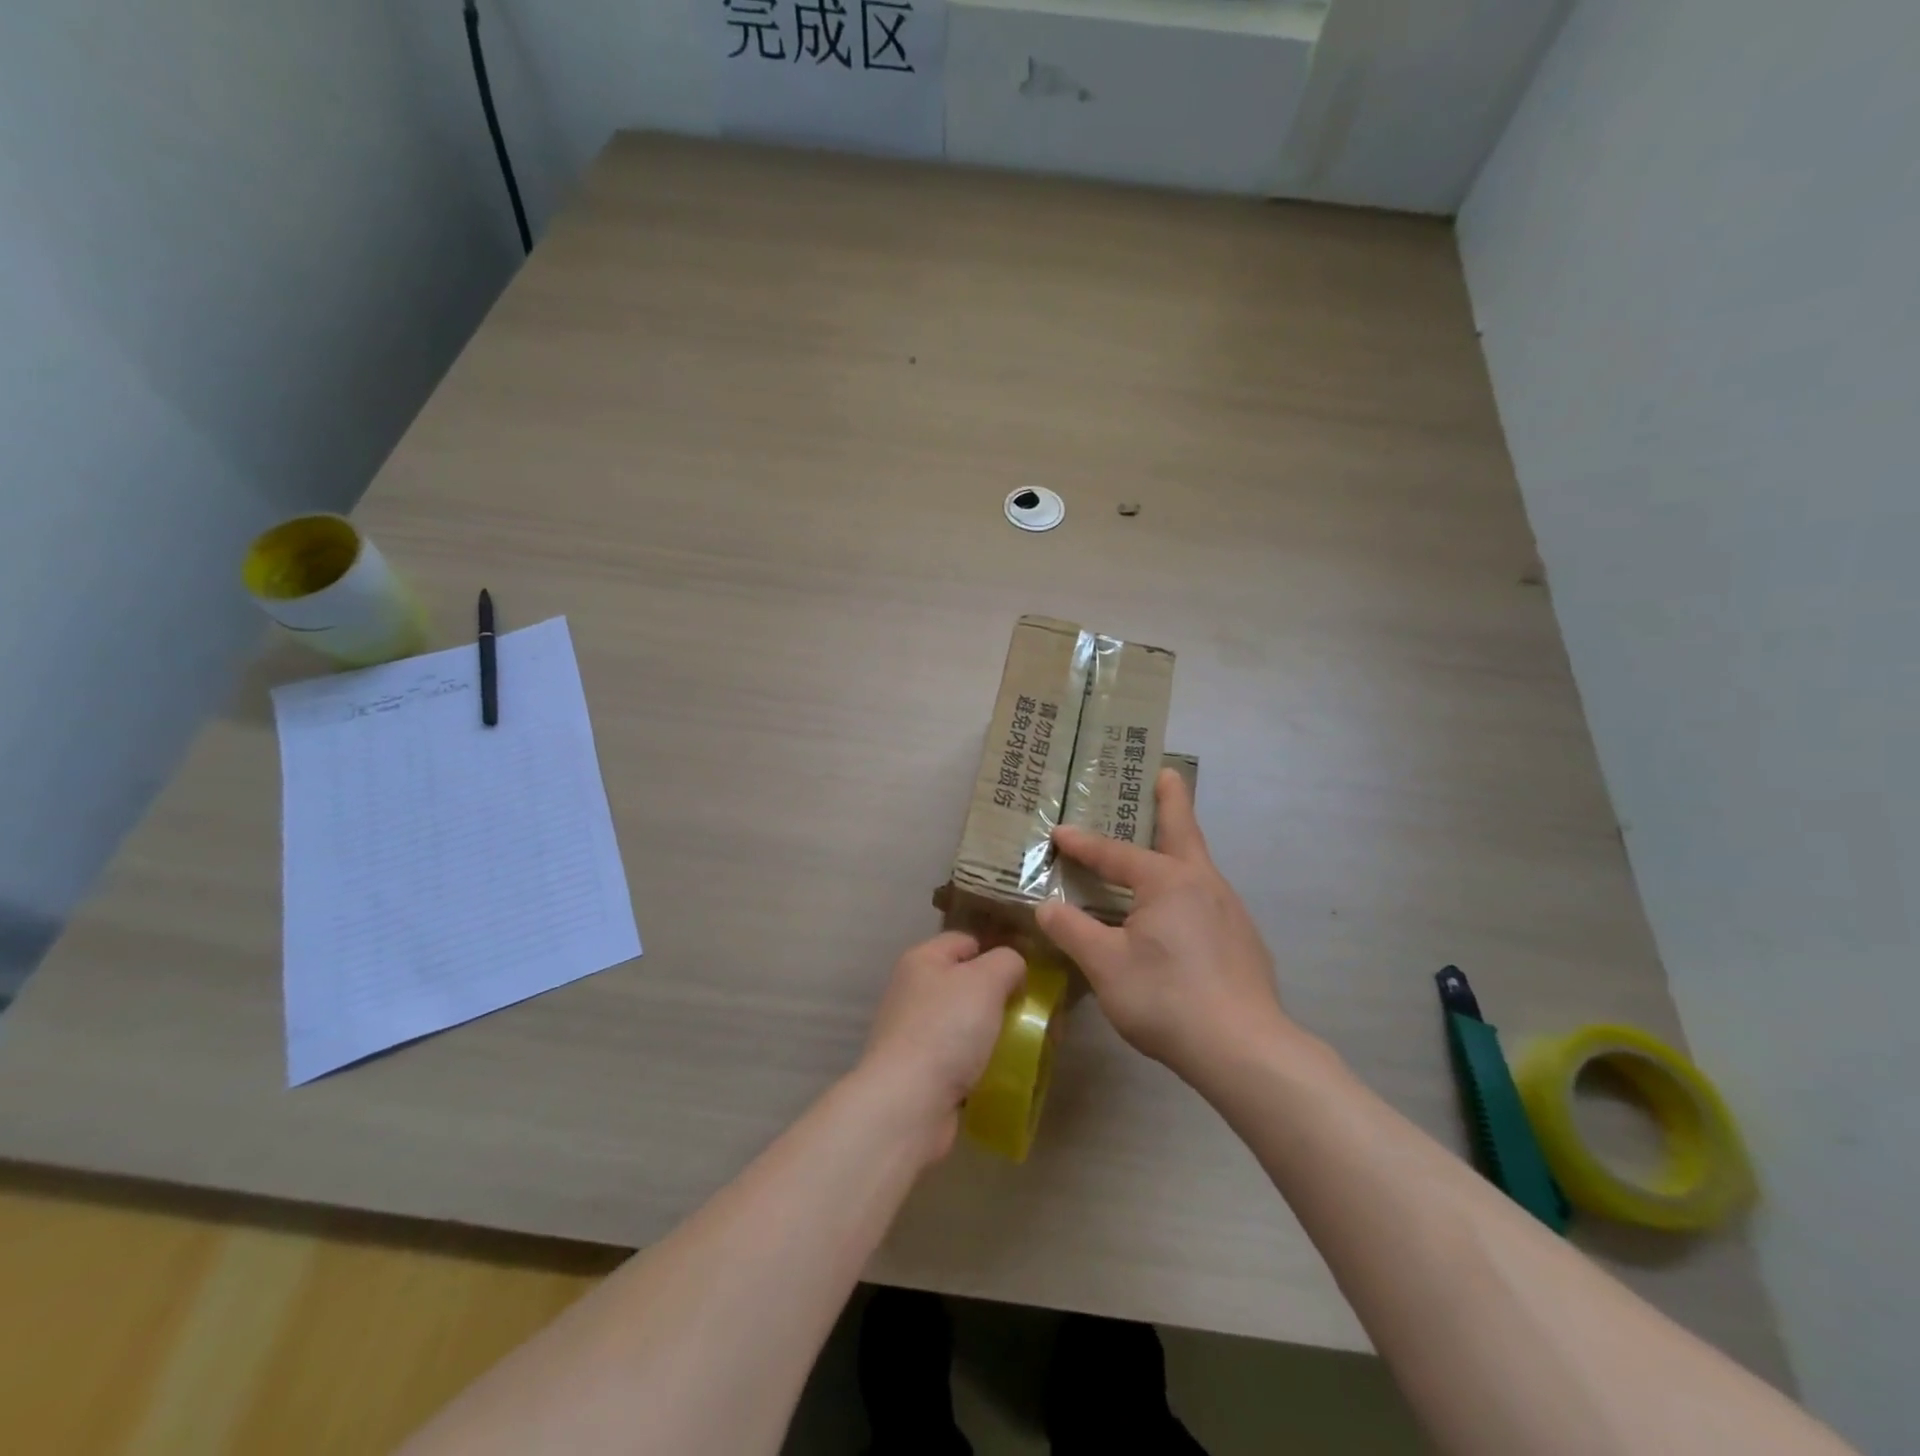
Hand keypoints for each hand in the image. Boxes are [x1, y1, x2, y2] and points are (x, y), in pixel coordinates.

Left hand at [859, 931, 1025, 1157]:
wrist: (909, 1103)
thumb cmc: (947, 1029)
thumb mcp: (986, 980)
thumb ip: (1007, 961)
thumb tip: (1013, 968)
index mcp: (922, 959)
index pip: (966, 940)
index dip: (998, 951)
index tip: (1029, 973)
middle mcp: (914, 991)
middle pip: (968, 983)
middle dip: (1002, 996)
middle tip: (1035, 1012)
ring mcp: (915, 1032)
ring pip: (967, 1022)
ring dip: (995, 1032)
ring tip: (1029, 1043)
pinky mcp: (921, 1071)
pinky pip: (961, 1057)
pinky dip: (982, 1062)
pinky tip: (1005, 1071)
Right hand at [1037, 769, 1300, 1084]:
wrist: (1245, 1050)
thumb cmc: (1167, 998)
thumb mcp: (1106, 966)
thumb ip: (1073, 931)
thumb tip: (1047, 907)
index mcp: (1168, 881)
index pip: (1115, 854)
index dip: (1083, 843)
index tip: (1058, 831)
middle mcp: (1204, 884)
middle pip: (1183, 831)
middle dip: (1172, 800)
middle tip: (1166, 773)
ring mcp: (1230, 911)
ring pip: (1197, 867)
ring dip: (1178, 848)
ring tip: (1159, 849)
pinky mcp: (1243, 941)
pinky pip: (1206, 899)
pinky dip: (1187, 888)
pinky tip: (1176, 916)